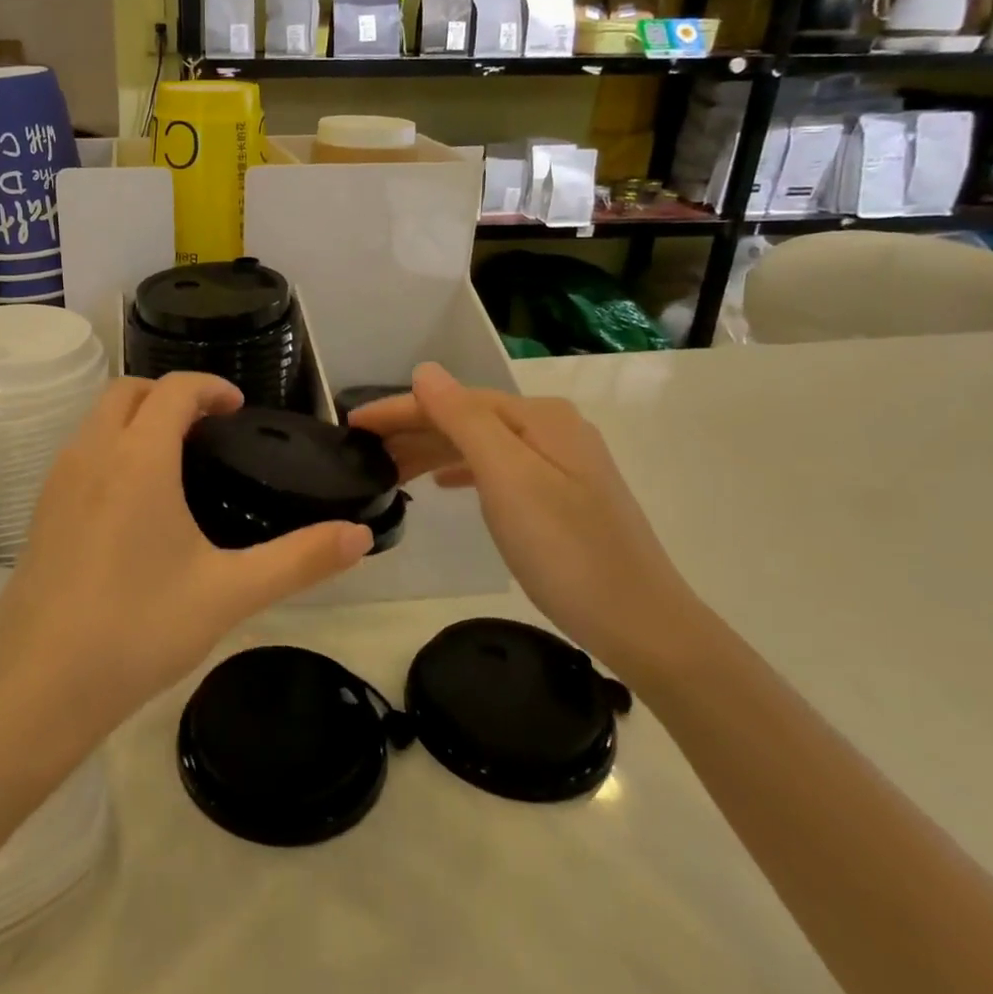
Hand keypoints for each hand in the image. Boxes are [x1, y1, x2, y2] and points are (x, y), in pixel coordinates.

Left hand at [0, 373, 372, 748]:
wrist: (38, 687)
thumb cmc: (138, 629)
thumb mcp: (229, 593)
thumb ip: (299, 560)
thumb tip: (359, 537)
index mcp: (138, 458)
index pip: (174, 389)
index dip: (210, 387)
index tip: (237, 409)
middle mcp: (91, 454)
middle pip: (128, 391)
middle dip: (169, 394)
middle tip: (208, 429)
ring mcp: (57, 482)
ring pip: (97, 420)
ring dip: (136, 418)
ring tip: (176, 461)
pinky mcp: (40, 513)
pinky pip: (80, 453)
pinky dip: (111, 448)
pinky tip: (134, 505)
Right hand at [350, 363, 698, 682]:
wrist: (640, 622)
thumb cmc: (565, 550)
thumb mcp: (507, 479)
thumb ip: (464, 420)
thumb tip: (424, 371)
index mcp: (539, 418)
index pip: (453, 401)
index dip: (399, 410)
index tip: (352, 425)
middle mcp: (551, 429)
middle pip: (466, 419)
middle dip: (412, 431)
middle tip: (362, 453)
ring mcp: (560, 463)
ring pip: (480, 445)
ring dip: (432, 451)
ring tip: (389, 469)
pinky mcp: (561, 495)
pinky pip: (496, 469)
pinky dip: (462, 470)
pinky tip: (441, 484)